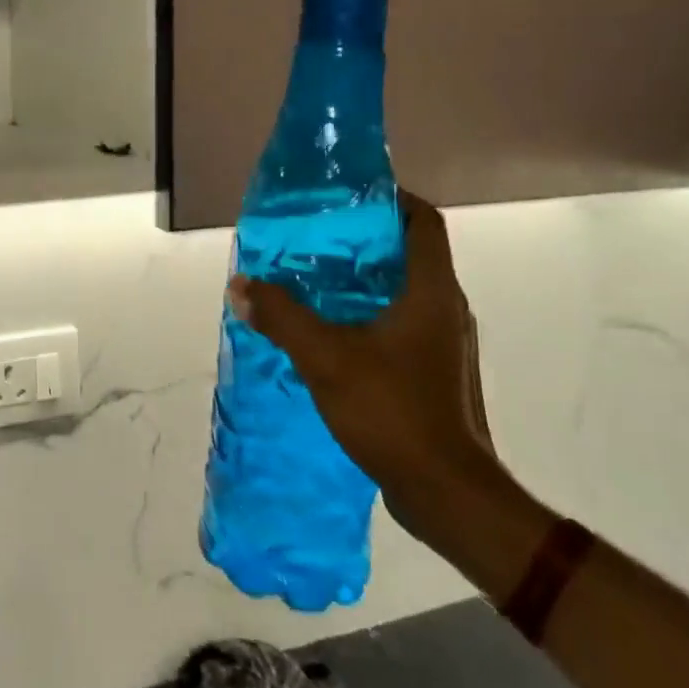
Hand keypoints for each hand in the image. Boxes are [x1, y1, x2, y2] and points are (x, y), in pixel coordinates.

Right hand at [228, 192, 495, 539]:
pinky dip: (366, 316)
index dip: (393, 198)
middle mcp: (445, 310)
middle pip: (409, 255)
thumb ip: (282, 316)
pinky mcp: (434, 374)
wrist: (446, 492)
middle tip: (314, 238)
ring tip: (312, 281)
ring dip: (362, 281)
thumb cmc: (393, 410)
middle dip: (364, 240)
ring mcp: (443, 345)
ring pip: (403, 293)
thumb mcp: (325, 357)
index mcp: (431, 292)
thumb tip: (241, 285)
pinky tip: (329, 333)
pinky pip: (399, 326)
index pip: (424, 222)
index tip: (350, 194)